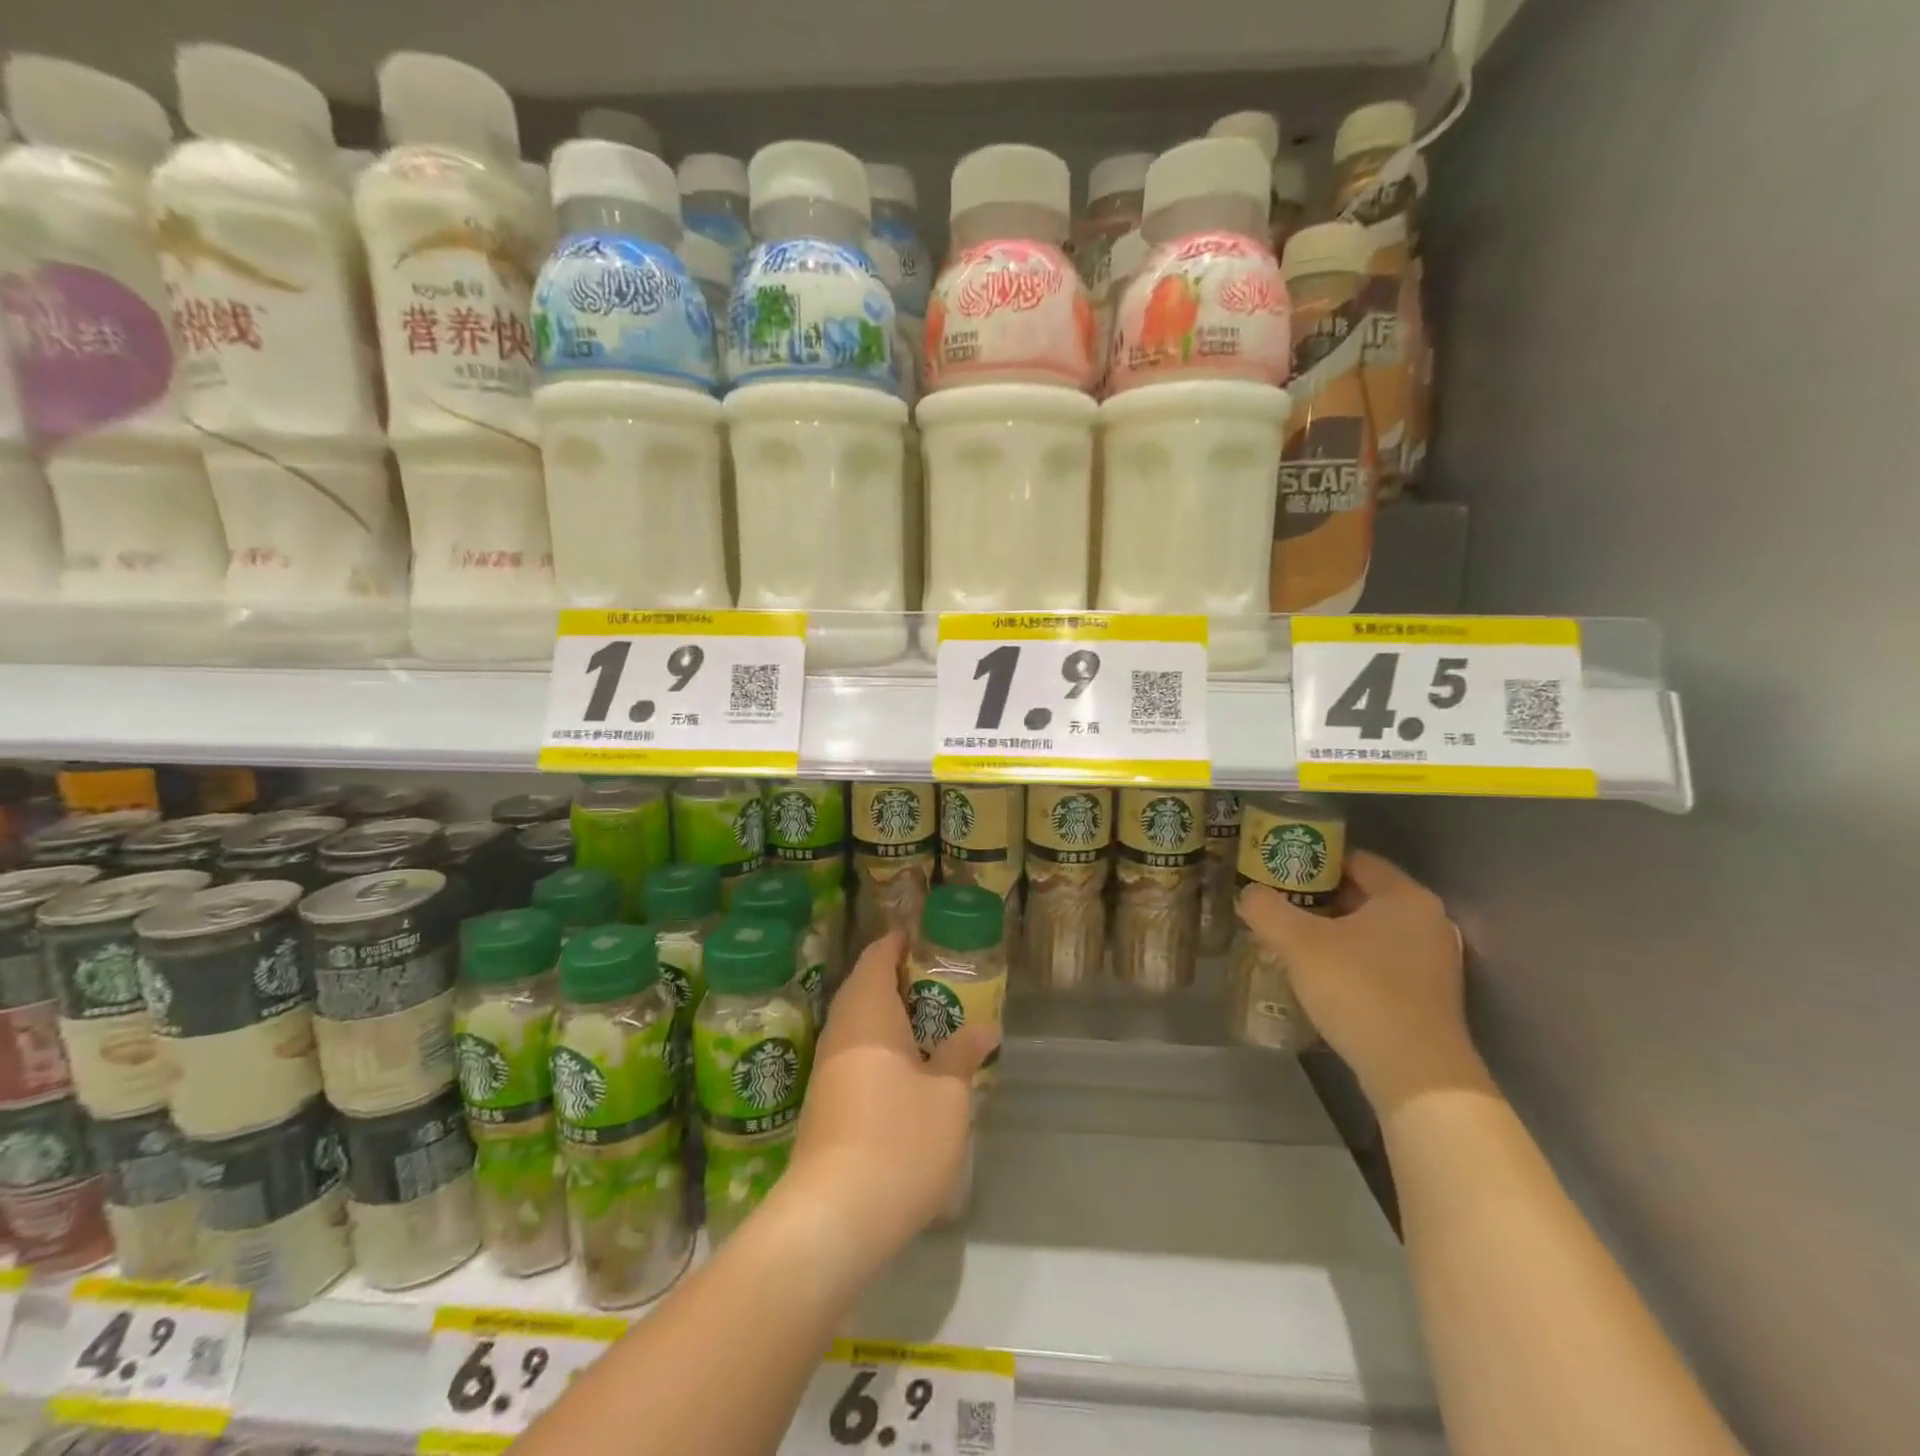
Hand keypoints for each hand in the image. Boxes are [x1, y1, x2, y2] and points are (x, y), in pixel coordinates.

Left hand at [781, 932, 992, 1261]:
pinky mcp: (824, 1101)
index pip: (878, 955)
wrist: (833, 1218)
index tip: (931, 941)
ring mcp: (827, 1067)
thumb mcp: (948, 1096)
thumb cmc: (899, 1140)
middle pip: (866, 986)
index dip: (902, 942)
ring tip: (933, 1023)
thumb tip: (986, 1027)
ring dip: (892, 1016)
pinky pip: (855, 1052)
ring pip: (859, 1022)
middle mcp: (840, 1030)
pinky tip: (909, 1068)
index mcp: (867, 1011)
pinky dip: (881, 1046)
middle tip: (943, 983)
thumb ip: (964, 1054)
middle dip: (902, 979)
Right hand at [1236, 850, 1482, 1111]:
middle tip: (1277, 905)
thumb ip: (1266, 909)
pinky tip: (1319, 977)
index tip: (1278, 871)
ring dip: (1332, 933)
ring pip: (1370, 932)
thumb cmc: (1359, 990)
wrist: (1415, 1074)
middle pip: (1362, 896)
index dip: (1314, 860)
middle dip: (1318, 899)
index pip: (1355, 860)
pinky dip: (1350, 962)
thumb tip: (1249, 894)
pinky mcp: (1428, 998)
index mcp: (1405, 897)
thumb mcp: (1298, 942)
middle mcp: (1427, 922)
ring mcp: (1432, 962)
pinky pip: (1380, 963)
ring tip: (1290, 941)